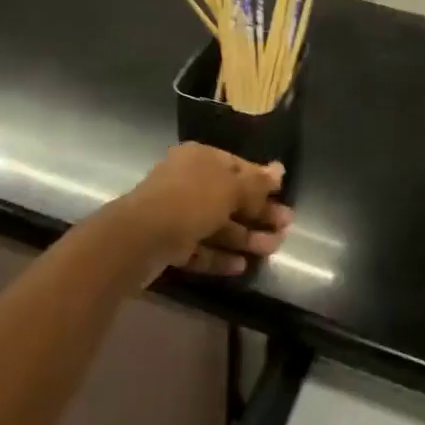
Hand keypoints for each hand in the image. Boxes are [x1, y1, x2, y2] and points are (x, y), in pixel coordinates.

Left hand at [114, 143, 290, 277]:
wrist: (138, 239)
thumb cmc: (190, 201)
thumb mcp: (230, 188)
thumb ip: (257, 183)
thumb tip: (280, 169)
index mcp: (200, 159)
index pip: (238, 166)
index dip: (262, 182)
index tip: (284, 196)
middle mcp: (187, 181)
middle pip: (230, 197)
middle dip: (258, 213)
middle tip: (286, 227)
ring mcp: (176, 214)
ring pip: (217, 225)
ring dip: (245, 237)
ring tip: (272, 249)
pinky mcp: (168, 243)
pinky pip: (200, 248)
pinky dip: (220, 255)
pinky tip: (241, 266)